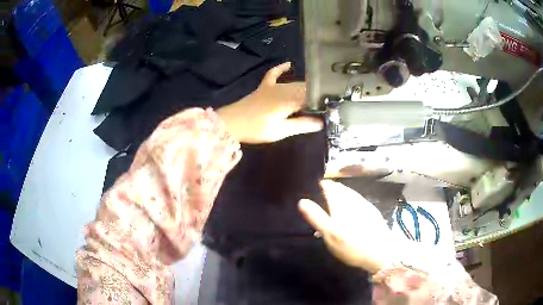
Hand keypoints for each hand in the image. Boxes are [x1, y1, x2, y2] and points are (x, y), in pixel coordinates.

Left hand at [216, 62, 322, 143]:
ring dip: (306, 87)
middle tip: (327, 104)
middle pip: (306, 88)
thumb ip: (302, 124)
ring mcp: (273, 86)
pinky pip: (274, 74)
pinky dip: (281, 69)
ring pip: (295, 83)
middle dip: (317, 94)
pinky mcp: (264, 86)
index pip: (313, 96)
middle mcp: (285, 89)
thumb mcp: (282, 131)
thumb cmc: (257, 128)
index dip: (324, 101)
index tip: (333, 107)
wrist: (232, 122)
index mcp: (291, 100)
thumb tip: (322, 122)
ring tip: (317, 94)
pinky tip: (289, 64)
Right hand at [298, 180, 397, 273]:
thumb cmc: (352, 245)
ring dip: (341, 192)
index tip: (313, 186)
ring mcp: (365, 204)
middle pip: (340, 188)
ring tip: (334, 198)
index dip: (321, 184)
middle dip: (331, 188)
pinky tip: (350, 207)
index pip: (329, 186)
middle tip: (321, 193)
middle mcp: (353, 199)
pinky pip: (358, 199)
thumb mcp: (330, 234)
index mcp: (341, 203)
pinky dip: (350, 199)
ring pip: (350, 193)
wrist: (381, 253)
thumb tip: (302, 201)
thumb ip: (316, 216)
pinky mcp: (372, 211)